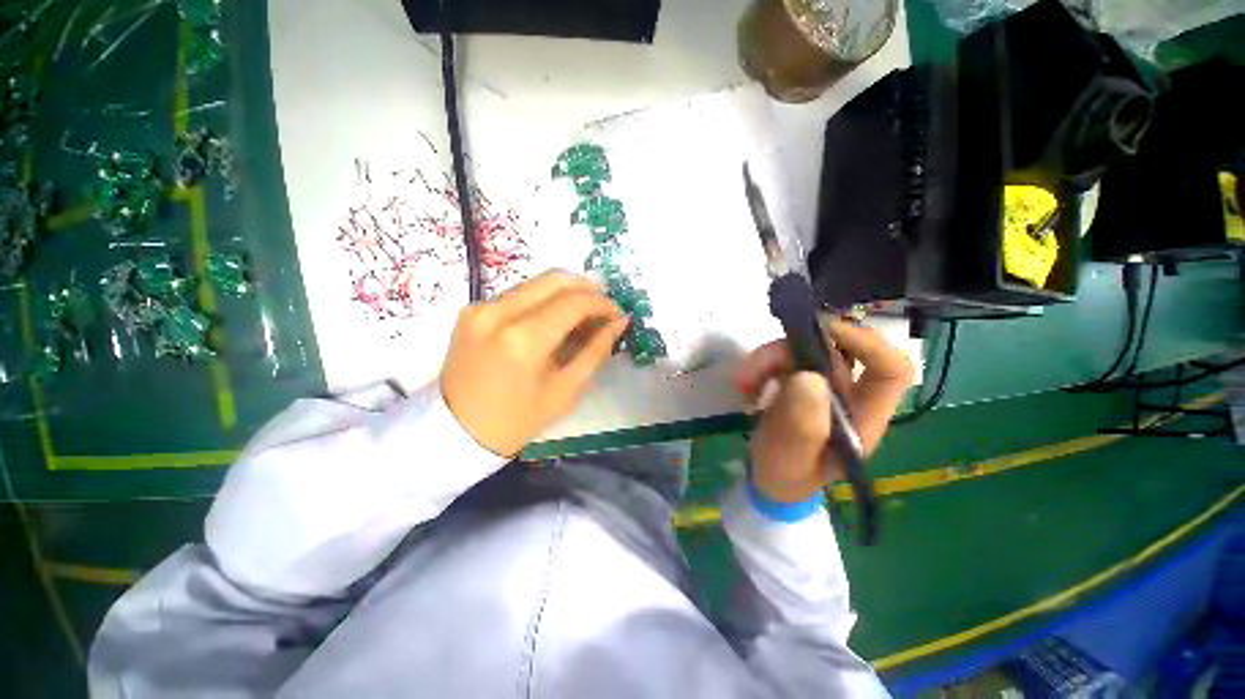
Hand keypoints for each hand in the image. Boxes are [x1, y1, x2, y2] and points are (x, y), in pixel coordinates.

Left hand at [441, 271, 628, 455]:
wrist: (456, 432)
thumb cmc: (518, 419)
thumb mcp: (566, 390)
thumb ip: (596, 350)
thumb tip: (619, 322)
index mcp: (525, 340)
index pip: (575, 302)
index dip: (603, 303)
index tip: (618, 314)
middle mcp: (500, 312)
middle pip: (555, 278)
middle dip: (587, 288)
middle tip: (603, 309)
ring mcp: (481, 307)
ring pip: (537, 282)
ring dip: (566, 293)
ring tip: (581, 317)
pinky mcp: (472, 309)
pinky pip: (519, 293)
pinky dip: (543, 300)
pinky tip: (553, 320)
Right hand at [735, 317, 914, 502]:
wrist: (769, 480)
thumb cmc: (786, 476)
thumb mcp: (791, 457)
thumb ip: (802, 424)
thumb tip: (808, 377)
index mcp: (864, 417)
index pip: (890, 369)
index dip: (867, 343)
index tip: (823, 334)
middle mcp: (850, 396)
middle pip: (837, 350)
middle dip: (795, 349)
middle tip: (760, 362)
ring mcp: (824, 387)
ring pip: (806, 350)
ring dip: (770, 358)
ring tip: (745, 382)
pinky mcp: (800, 383)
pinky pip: (785, 359)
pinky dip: (763, 365)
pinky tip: (748, 386)